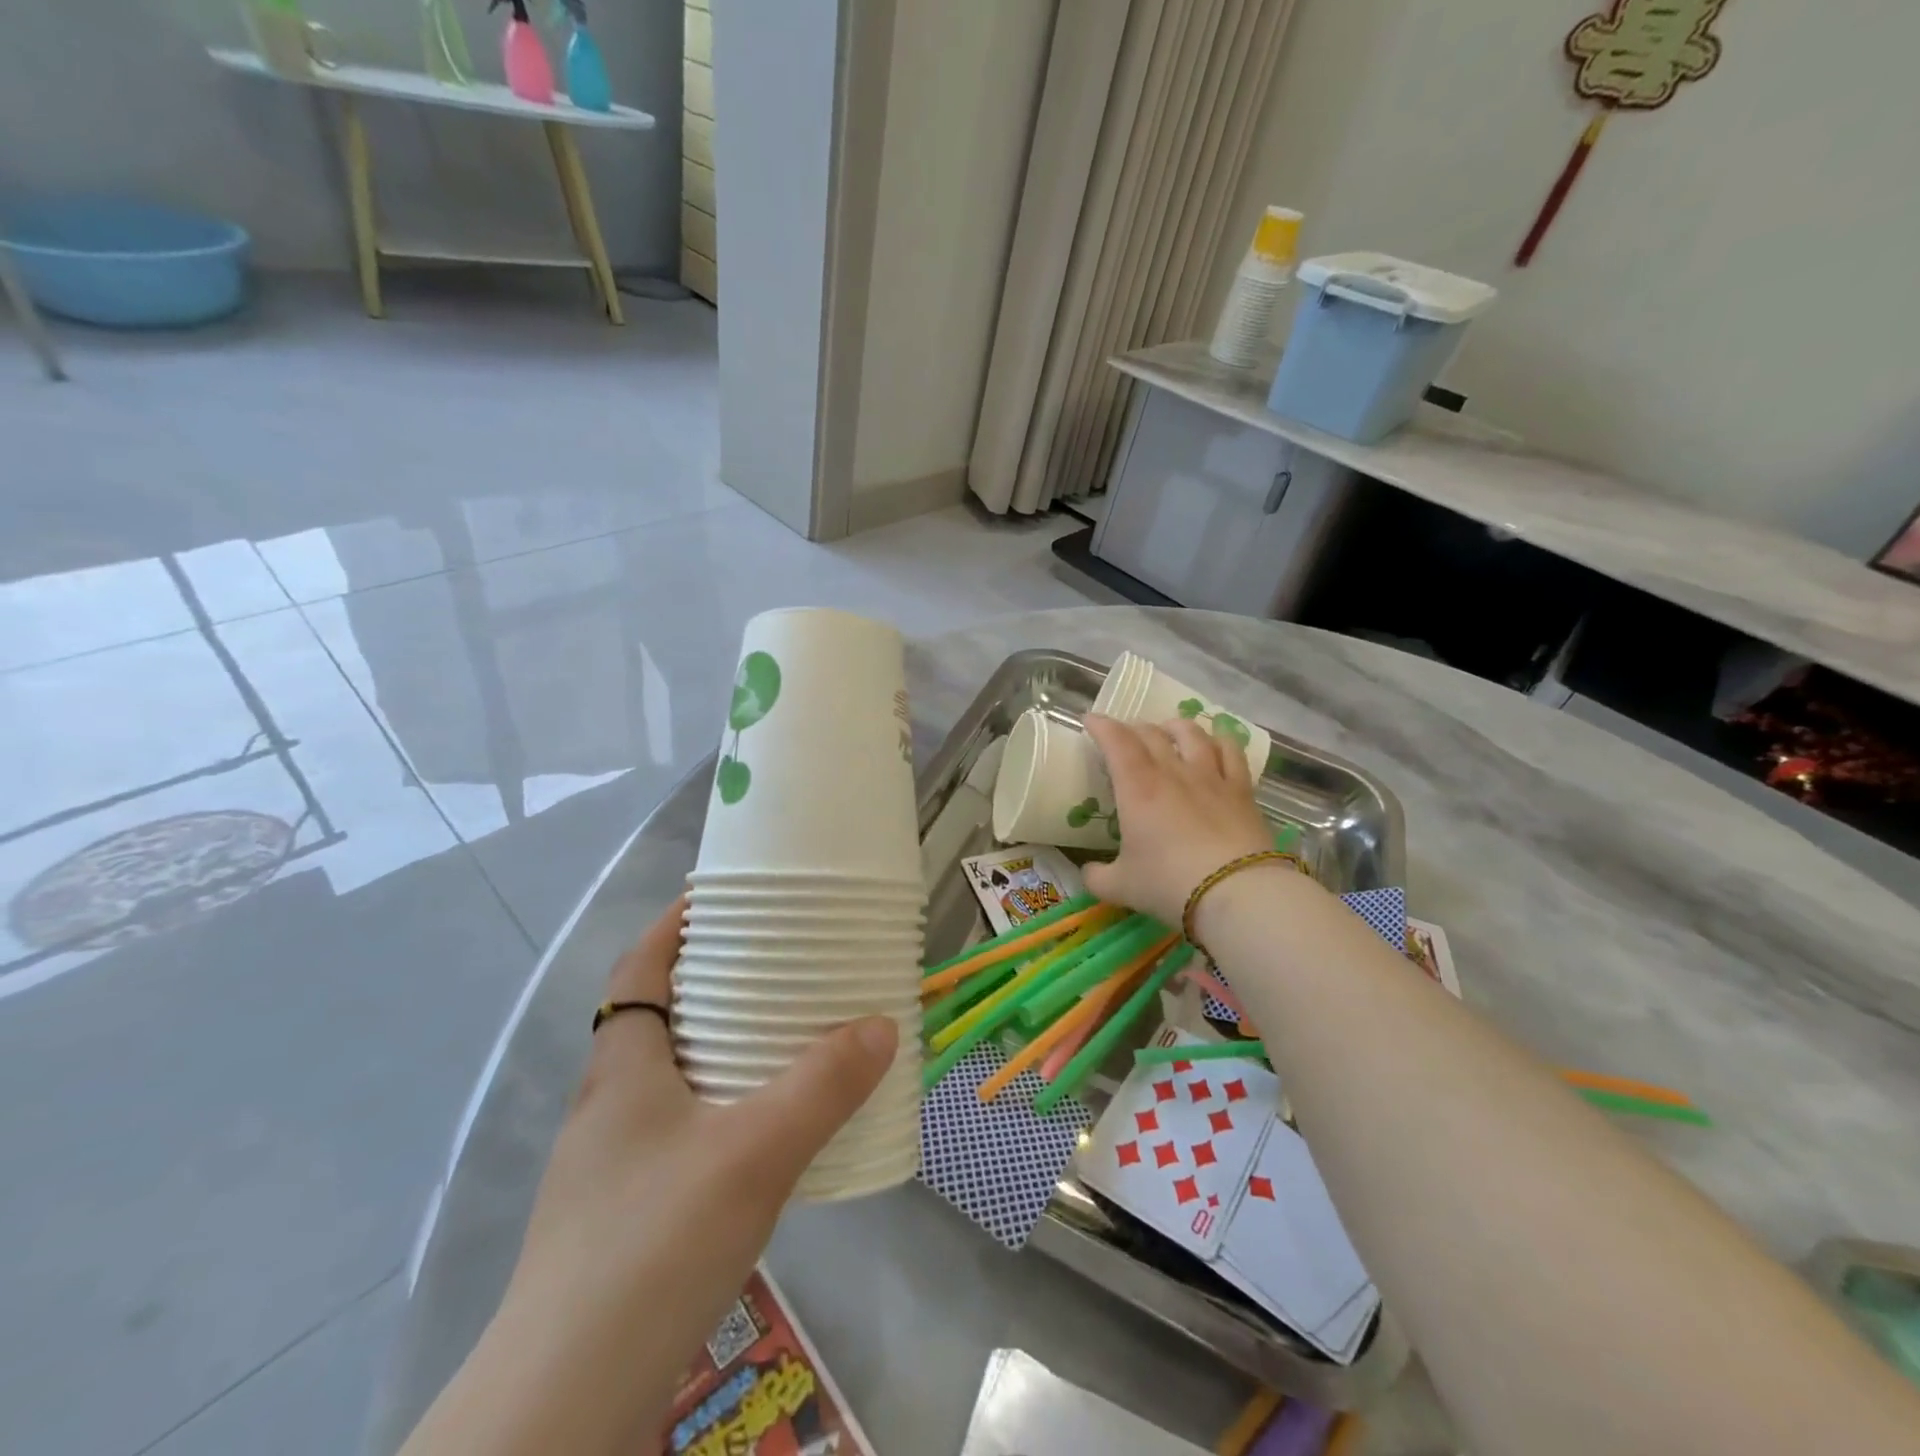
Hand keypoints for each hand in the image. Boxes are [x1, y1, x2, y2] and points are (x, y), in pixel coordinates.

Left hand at [418, 898, 897, 1453]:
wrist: (566, 1402)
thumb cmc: (652, 1244)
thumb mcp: (752, 1153)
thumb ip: (822, 1086)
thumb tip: (882, 1025)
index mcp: (623, 1066)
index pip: (639, 967)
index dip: (674, 925)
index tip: (725, 899)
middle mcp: (611, 1102)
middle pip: (661, 1014)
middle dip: (715, 982)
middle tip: (780, 964)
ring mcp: (613, 1161)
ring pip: (673, 1074)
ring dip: (723, 1046)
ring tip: (787, 1037)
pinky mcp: (627, 1211)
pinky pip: (684, 1126)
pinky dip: (724, 1105)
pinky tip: (767, 1131)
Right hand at [1081, 714, 1272, 925]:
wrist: (1237, 893)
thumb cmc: (1169, 884)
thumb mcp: (1121, 887)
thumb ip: (1098, 877)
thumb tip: (1088, 871)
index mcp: (1137, 788)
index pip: (1116, 741)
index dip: (1101, 726)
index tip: (1090, 720)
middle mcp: (1173, 772)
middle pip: (1151, 734)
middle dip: (1133, 728)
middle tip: (1124, 735)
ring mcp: (1211, 777)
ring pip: (1192, 734)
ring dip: (1175, 726)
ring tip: (1169, 729)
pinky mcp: (1242, 790)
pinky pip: (1231, 752)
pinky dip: (1219, 741)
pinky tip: (1215, 743)